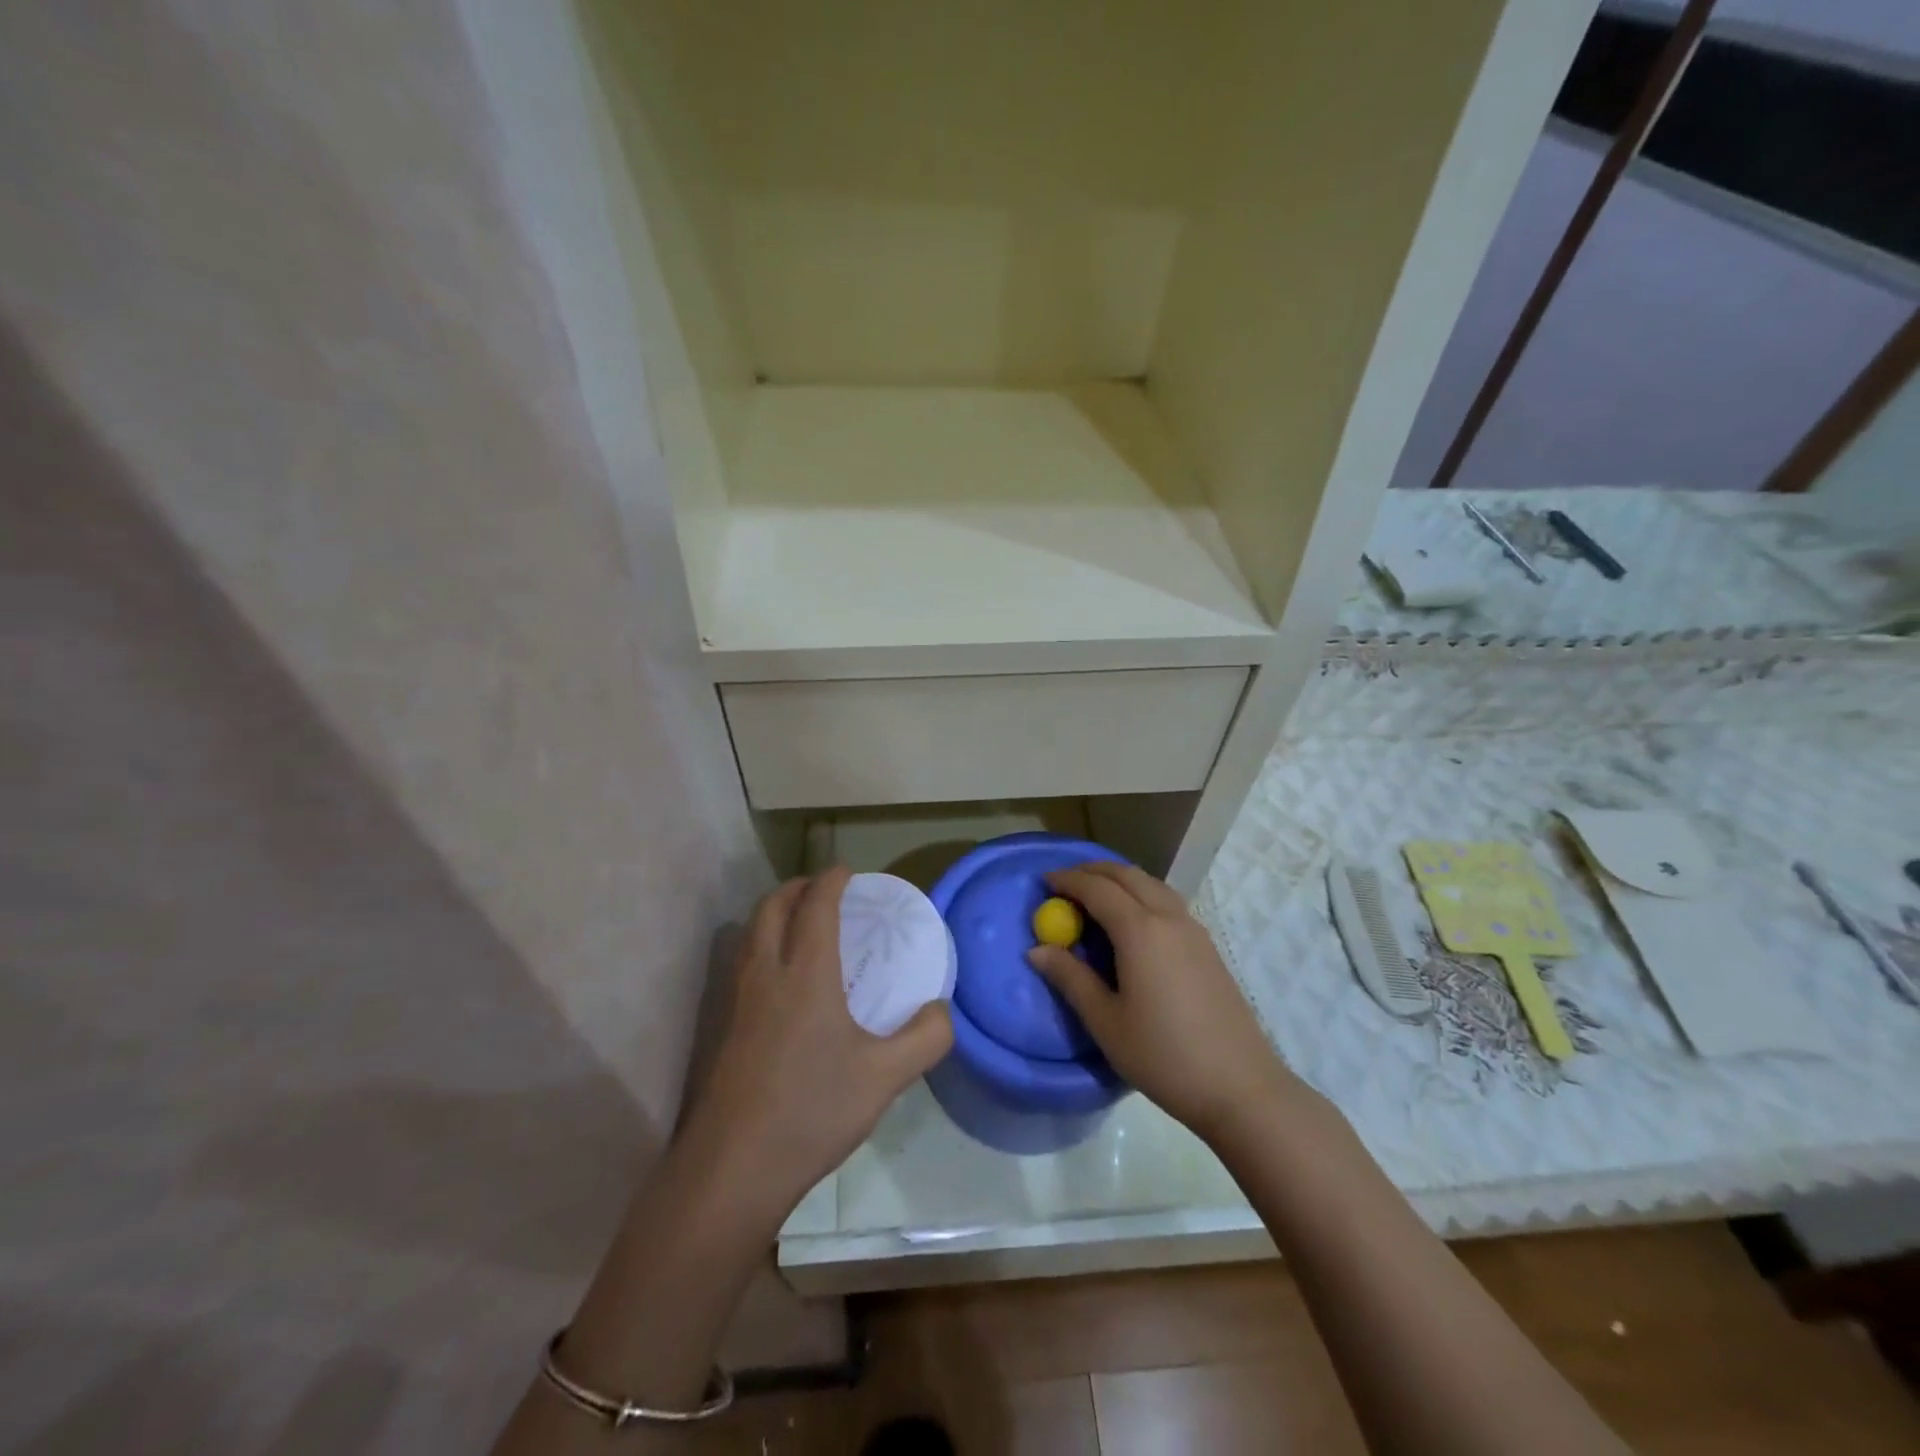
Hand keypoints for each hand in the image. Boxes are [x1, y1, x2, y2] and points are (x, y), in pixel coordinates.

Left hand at [682, 867, 952, 1221]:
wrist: (734, 1167)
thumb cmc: (812, 1111)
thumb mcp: (885, 1077)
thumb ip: (925, 1038)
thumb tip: (941, 1010)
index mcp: (805, 973)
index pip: (815, 905)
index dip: (831, 880)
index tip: (847, 871)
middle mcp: (767, 973)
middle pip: (771, 907)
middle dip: (797, 887)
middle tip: (824, 891)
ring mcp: (739, 1000)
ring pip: (751, 932)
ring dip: (775, 912)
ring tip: (804, 925)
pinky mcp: (726, 1026)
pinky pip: (744, 961)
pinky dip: (764, 943)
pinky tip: (784, 979)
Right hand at [1027, 862, 1290, 1141]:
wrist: (1240, 1087)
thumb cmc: (1164, 1056)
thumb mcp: (1106, 1022)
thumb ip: (1071, 979)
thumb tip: (1037, 950)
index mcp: (1140, 931)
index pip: (1097, 889)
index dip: (1067, 880)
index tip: (1043, 881)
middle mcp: (1168, 918)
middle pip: (1127, 875)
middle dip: (1093, 871)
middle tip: (1065, 882)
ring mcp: (1193, 930)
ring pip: (1152, 884)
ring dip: (1120, 879)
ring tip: (1096, 894)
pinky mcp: (1207, 946)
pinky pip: (1167, 901)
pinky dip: (1141, 893)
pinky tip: (1133, 920)